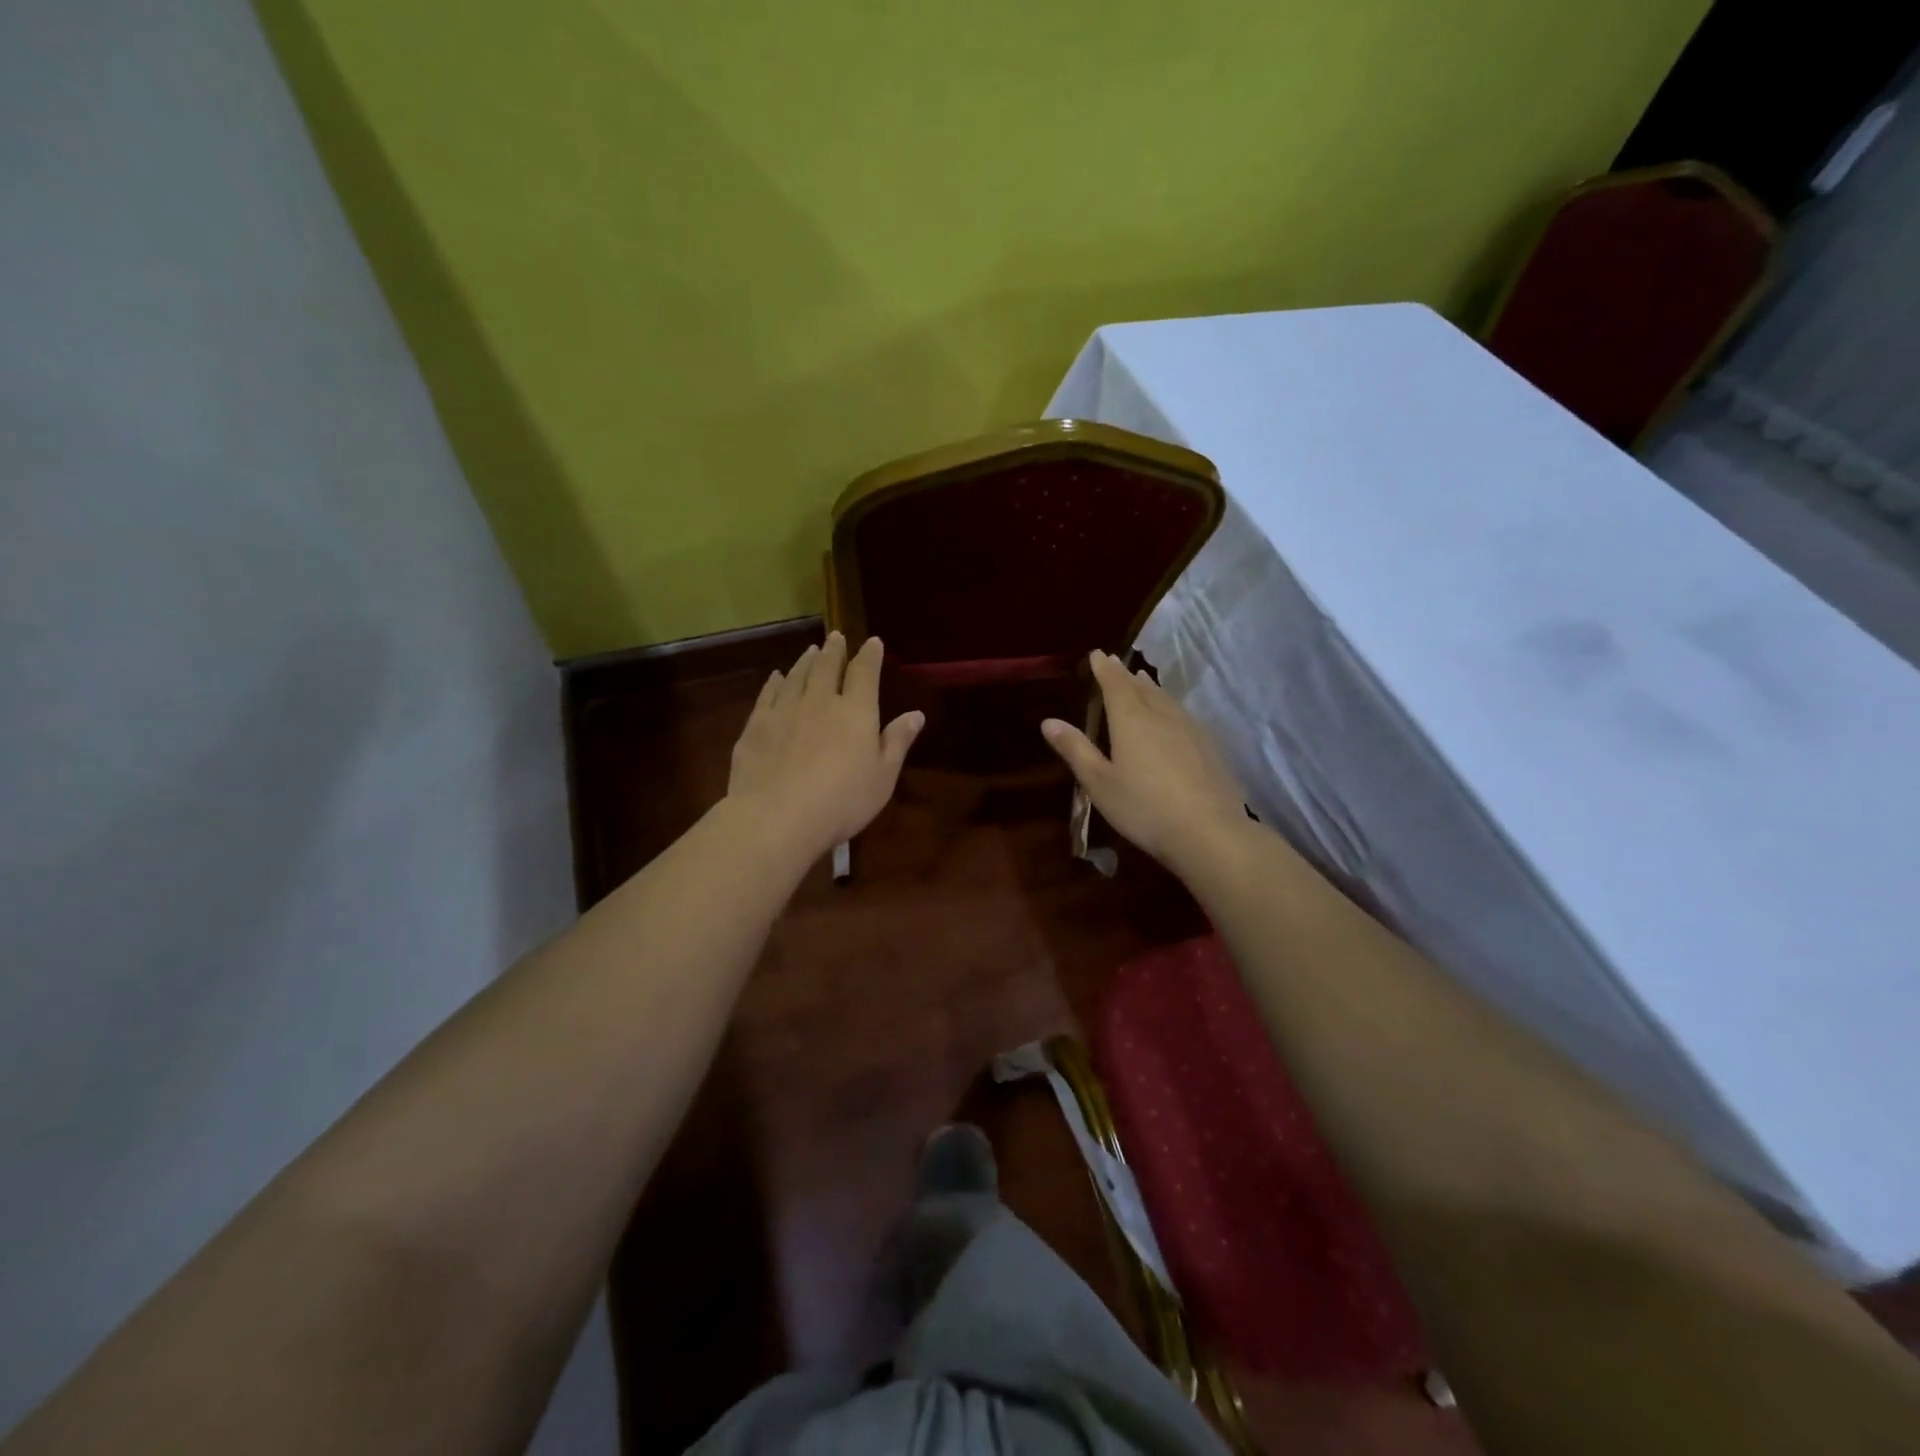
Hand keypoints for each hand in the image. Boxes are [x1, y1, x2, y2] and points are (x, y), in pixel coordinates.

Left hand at [727, 632, 924, 857]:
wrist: (777, 817)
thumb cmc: (842, 801)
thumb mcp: (882, 777)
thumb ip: (897, 742)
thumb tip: (916, 714)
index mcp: (856, 712)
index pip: (865, 673)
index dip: (870, 655)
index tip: (873, 642)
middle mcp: (820, 701)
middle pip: (828, 667)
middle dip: (835, 650)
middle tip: (836, 637)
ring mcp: (785, 710)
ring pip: (797, 676)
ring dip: (806, 661)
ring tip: (811, 651)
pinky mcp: (756, 725)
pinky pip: (768, 694)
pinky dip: (774, 682)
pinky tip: (776, 677)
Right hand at [1041, 651, 1246, 869]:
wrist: (1208, 832)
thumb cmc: (1144, 808)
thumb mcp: (1099, 783)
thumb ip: (1075, 749)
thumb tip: (1048, 721)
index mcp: (1131, 720)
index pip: (1115, 684)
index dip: (1104, 669)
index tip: (1096, 654)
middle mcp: (1161, 715)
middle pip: (1141, 687)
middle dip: (1125, 675)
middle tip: (1115, 664)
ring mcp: (1190, 729)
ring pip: (1165, 698)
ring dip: (1150, 687)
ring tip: (1142, 680)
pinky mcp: (1209, 746)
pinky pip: (1182, 714)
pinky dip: (1169, 705)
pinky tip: (1172, 716)